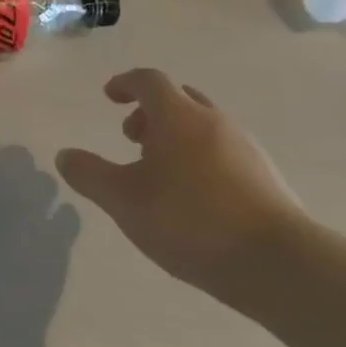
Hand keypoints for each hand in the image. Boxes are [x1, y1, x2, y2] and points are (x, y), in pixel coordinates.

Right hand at [0, 131, 77, 333]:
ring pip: (47, 182)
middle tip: (6, 184)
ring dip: (38, 192)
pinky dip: (59, 221)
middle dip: (12, 166)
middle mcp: (3, 186)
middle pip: (18, 155)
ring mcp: (35, 212)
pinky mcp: (61, 240)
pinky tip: (48, 233)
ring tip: (30, 211)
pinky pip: (68, 215)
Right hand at [57, 69, 304, 299]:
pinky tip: (194, 197)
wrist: (280, 265)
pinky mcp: (267, 178)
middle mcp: (214, 122)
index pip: (148, 81)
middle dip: (151, 112)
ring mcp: (246, 149)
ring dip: (176, 137)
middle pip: (180, 99)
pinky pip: (224, 152)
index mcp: (178, 116)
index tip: (110, 97)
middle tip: (132, 138)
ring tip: (159, 173)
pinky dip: (201, 159)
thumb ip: (89, 174)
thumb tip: (65, 155)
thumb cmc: (190, 221)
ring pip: (204, 126)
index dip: (125, 83)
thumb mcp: (123, 200)